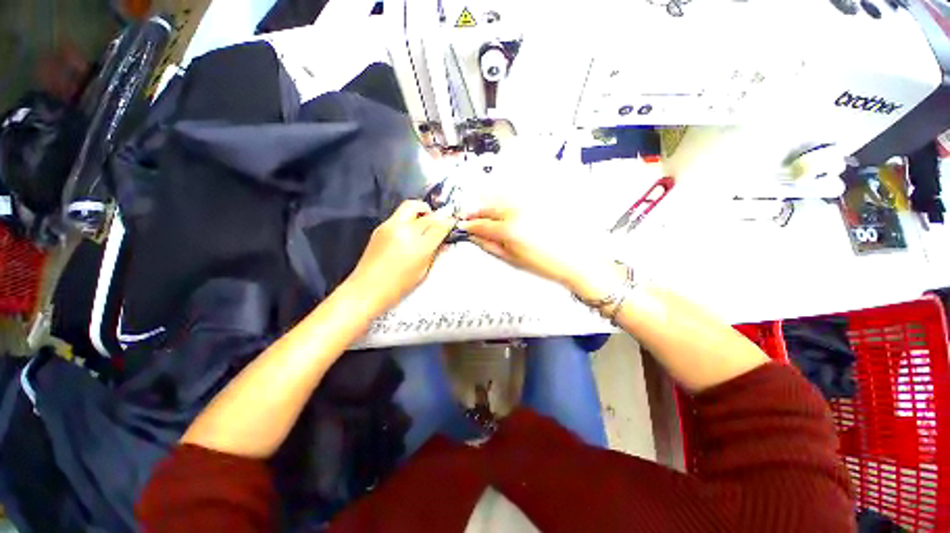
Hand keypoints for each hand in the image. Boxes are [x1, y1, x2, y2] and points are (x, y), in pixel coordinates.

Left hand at [346, 200, 454, 313]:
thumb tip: (444, 242)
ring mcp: (389, 227)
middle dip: (432, 211)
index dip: (448, 221)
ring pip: (408, 207)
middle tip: (438, 219)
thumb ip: (435, 253)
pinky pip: (398, 216)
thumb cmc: (397, 285)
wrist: (367, 289)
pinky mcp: (379, 228)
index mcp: (418, 245)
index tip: (452, 221)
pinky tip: (410, 232)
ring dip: (420, 212)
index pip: (438, 225)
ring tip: (424, 225)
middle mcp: (403, 230)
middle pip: (421, 207)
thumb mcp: (423, 271)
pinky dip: (408, 219)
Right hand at [459, 201, 618, 297]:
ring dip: (488, 202)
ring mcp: (529, 204)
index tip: (462, 225)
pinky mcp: (539, 202)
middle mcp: (517, 211)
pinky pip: (515, 196)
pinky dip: (504, 200)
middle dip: (476, 211)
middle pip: (489, 206)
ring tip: (483, 212)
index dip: (469, 225)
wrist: (575, 259)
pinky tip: (502, 207)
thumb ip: (490, 245)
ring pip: (501, 197)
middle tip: (468, 216)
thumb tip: (474, 237)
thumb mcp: (512, 259)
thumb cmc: (545, 264)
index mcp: (509, 229)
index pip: (481, 224)